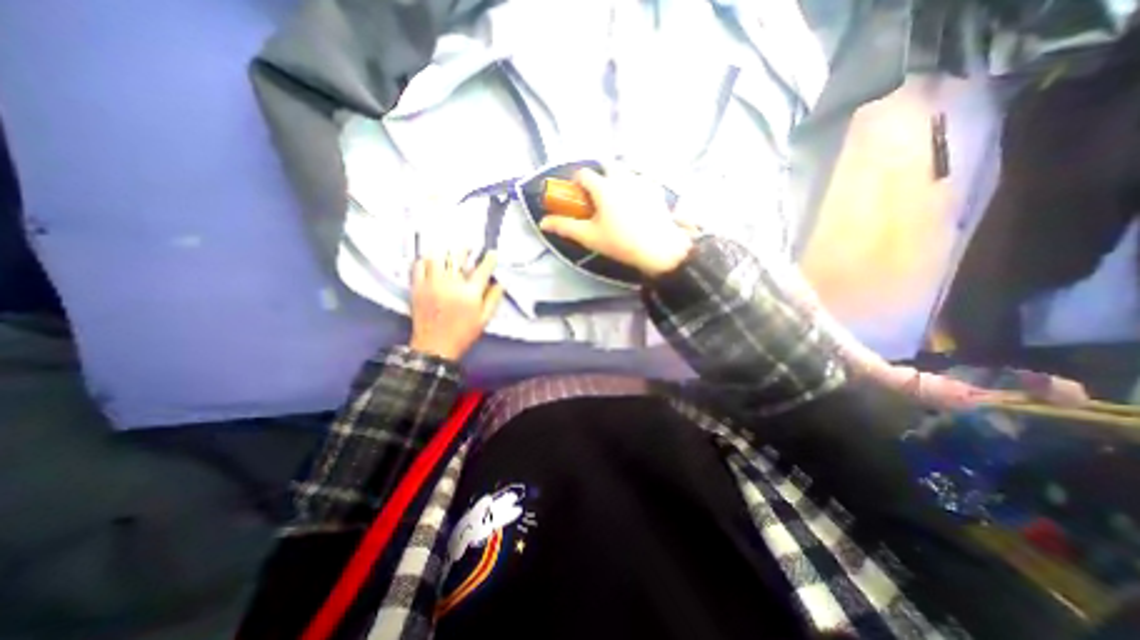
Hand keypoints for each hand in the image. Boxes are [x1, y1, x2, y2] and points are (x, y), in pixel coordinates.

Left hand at [409, 248, 500, 361]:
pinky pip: (419, 266)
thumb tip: (500, 283)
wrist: (435, 347)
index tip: (492, 253)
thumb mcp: (484, 319)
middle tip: (468, 248)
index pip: (482, 270)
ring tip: (449, 251)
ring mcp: (432, 284)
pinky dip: (425, 260)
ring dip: (444, 251)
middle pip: (457, 257)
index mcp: (470, 294)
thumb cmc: (462, 334)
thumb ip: (493, 299)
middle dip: (464, 249)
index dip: (489, 259)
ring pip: (437, 257)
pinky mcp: (418, 288)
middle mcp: (451, 285)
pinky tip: (431, 261)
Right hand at [537, 169, 695, 277]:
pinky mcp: (656, 189)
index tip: (577, 194)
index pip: (584, 173)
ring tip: (617, 198)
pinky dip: (635, 185)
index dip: (576, 181)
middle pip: (607, 164)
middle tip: (598, 194)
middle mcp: (622, 177)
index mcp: (604, 187)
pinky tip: (637, 202)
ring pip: (626, 170)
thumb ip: (565, 227)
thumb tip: (542, 223)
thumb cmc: (620, 242)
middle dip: (599, 174)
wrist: (658, 249)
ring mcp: (642, 181)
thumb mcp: (589, 236)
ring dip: (617, 177)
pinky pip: (642, 179)